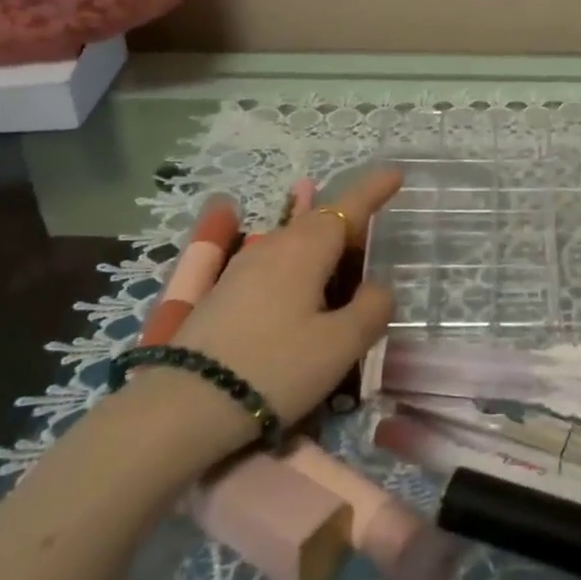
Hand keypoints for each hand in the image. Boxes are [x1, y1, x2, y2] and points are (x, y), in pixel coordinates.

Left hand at [167, 165, 402, 426]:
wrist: (184, 406)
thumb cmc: (275, 368)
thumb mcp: (341, 344)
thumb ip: (372, 308)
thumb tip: (377, 287)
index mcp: (305, 247)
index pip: (348, 206)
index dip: (374, 189)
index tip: (396, 173)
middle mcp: (273, 245)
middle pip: (320, 222)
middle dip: (351, 225)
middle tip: (377, 243)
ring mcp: (243, 267)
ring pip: (296, 243)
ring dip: (326, 250)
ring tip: (345, 273)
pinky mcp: (225, 292)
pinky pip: (277, 264)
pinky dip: (302, 268)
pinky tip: (306, 293)